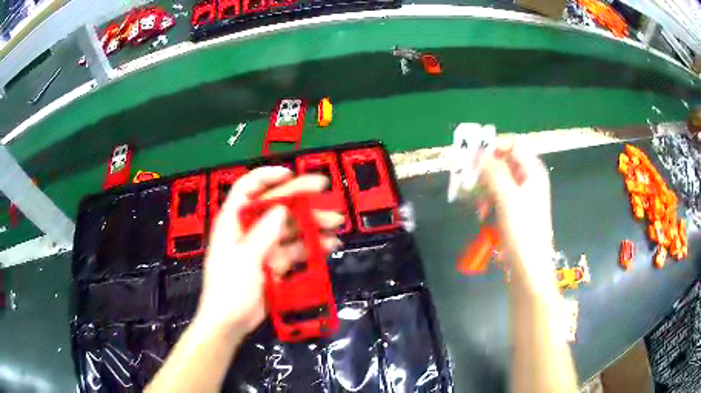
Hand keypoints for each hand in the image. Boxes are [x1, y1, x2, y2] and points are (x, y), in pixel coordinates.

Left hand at [195, 166, 343, 337]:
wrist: (230, 324)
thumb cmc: (229, 289)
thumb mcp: (244, 259)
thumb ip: (263, 233)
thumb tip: (283, 208)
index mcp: (233, 221)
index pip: (247, 188)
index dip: (267, 176)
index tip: (291, 174)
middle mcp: (249, 229)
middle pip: (276, 205)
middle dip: (301, 198)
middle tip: (326, 191)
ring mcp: (264, 247)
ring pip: (290, 228)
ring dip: (312, 224)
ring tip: (335, 224)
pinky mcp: (275, 263)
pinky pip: (296, 250)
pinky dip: (312, 247)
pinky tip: (329, 246)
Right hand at [479, 145, 555, 289]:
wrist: (529, 268)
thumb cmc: (522, 232)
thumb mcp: (507, 198)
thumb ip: (493, 171)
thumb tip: (477, 152)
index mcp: (533, 171)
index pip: (513, 144)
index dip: (493, 146)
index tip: (472, 156)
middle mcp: (529, 179)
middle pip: (504, 161)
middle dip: (485, 168)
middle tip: (467, 178)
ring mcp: (523, 195)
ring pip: (499, 179)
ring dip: (484, 186)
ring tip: (475, 201)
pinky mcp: (516, 210)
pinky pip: (499, 195)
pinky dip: (488, 200)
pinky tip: (482, 212)